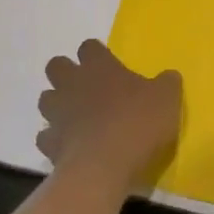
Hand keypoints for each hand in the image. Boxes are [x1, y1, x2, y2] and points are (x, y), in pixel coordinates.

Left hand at [37, 39, 181, 190]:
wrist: (105, 166)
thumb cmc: (138, 123)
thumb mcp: (168, 98)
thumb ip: (166, 83)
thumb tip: (168, 76)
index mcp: (100, 67)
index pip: (89, 47)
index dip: (97, 54)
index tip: (108, 65)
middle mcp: (73, 84)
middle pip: (56, 66)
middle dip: (66, 73)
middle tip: (87, 87)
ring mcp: (57, 113)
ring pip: (46, 98)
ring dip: (57, 104)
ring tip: (76, 116)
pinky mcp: (49, 143)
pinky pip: (45, 136)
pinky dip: (54, 139)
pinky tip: (70, 146)